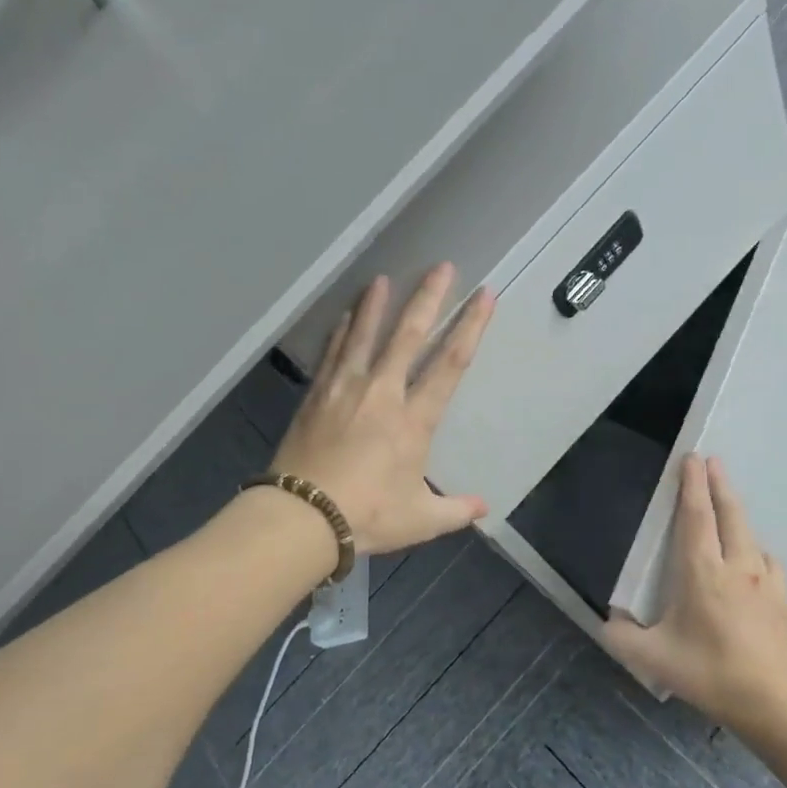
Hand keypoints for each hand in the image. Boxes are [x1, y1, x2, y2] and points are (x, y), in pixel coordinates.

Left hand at [272, 264, 493, 555]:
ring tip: (383, 278)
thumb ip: (454, 510)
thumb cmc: (367, 516)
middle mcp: (382, 394)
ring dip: (376, 305)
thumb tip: (483, 507)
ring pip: (364, 336)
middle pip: (408, 336)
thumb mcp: (419, 520)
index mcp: (414, 421)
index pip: (450, 364)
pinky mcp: (316, 397)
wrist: (303, 516)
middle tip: (441, 267)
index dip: (470, 327)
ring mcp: (345, 390)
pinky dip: (340, 332)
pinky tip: (344, 316)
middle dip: (428, 298)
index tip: (483, 296)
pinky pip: (332, 354)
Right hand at [603, 455, 786, 731]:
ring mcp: (766, 582)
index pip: (697, 517)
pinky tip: (753, 563)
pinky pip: (768, 563)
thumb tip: (609, 620)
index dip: (692, 485)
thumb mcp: (652, 658)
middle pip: (731, 514)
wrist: (772, 703)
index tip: (692, 459)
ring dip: (739, 517)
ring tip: (729, 513)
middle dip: (720, 484)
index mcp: (702, 572)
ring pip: (752, 536)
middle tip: (713, 462)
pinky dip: (756, 552)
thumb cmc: (708, 673)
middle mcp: (738, 567)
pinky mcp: (784, 600)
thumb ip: (621, 636)